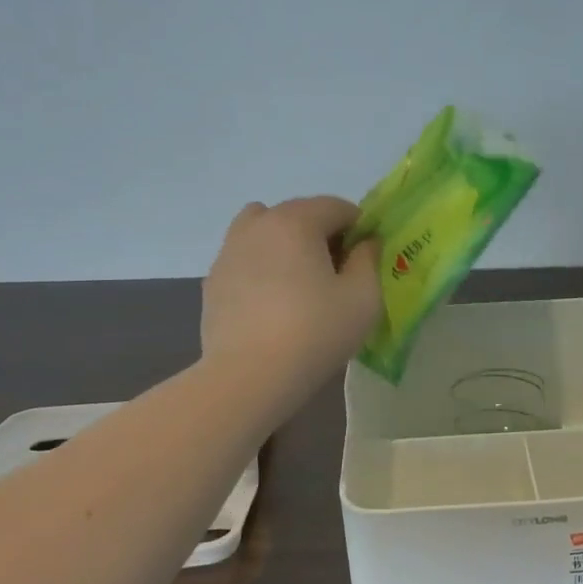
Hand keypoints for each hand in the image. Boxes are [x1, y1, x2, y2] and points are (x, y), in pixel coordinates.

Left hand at [202, 196, 381, 396]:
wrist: (248, 376)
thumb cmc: (315, 332)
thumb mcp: (363, 297)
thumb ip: (369, 260)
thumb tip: (365, 243)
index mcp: (297, 220)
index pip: (337, 206)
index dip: (359, 228)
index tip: (365, 260)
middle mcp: (259, 224)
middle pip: (299, 213)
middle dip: (323, 233)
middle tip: (337, 273)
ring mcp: (229, 251)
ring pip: (264, 229)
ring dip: (286, 243)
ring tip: (299, 281)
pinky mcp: (213, 280)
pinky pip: (244, 258)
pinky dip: (261, 266)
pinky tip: (272, 303)